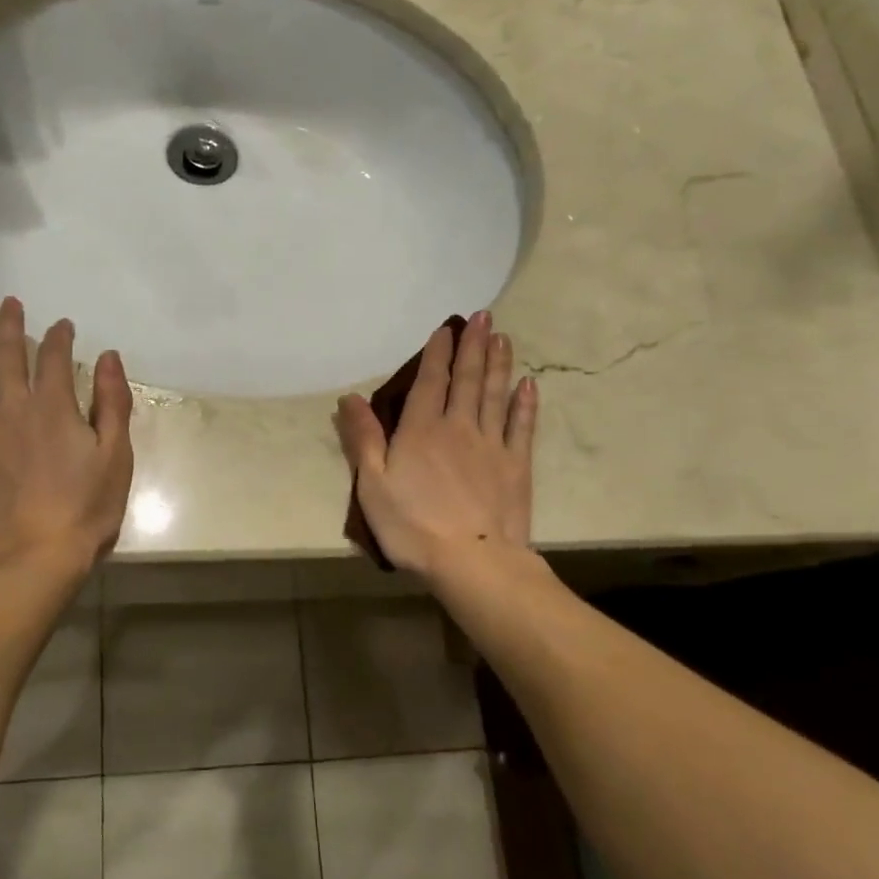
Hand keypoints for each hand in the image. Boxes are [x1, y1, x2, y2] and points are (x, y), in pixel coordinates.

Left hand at [0, 298, 134, 571]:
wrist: (36, 558)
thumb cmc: (85, 509)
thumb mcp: (115, 455)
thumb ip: (112, 403)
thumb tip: (109, 357)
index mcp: (54, 407)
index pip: (55, 358)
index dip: (59, 337)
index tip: (62, 326)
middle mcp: (11, 408)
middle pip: (7, 357)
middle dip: (10, 327)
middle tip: (8, 304)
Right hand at [336, 310, 537, 576]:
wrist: (472, 562)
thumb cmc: (412, 526)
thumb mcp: (372, 484)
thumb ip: (363, 439)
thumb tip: (350, 397)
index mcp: (421, 430)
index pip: (430, 381)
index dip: (437, 353)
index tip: (446, 328)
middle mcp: (458, 427)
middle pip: (468, 379)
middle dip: (473, 346)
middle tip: (483, 316)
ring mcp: (492, 445)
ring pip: (496, 395)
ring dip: (499, 364)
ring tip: (503, 337)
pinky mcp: (516, 466)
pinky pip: (521, 426)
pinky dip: (525, 404)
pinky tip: (529, 385)